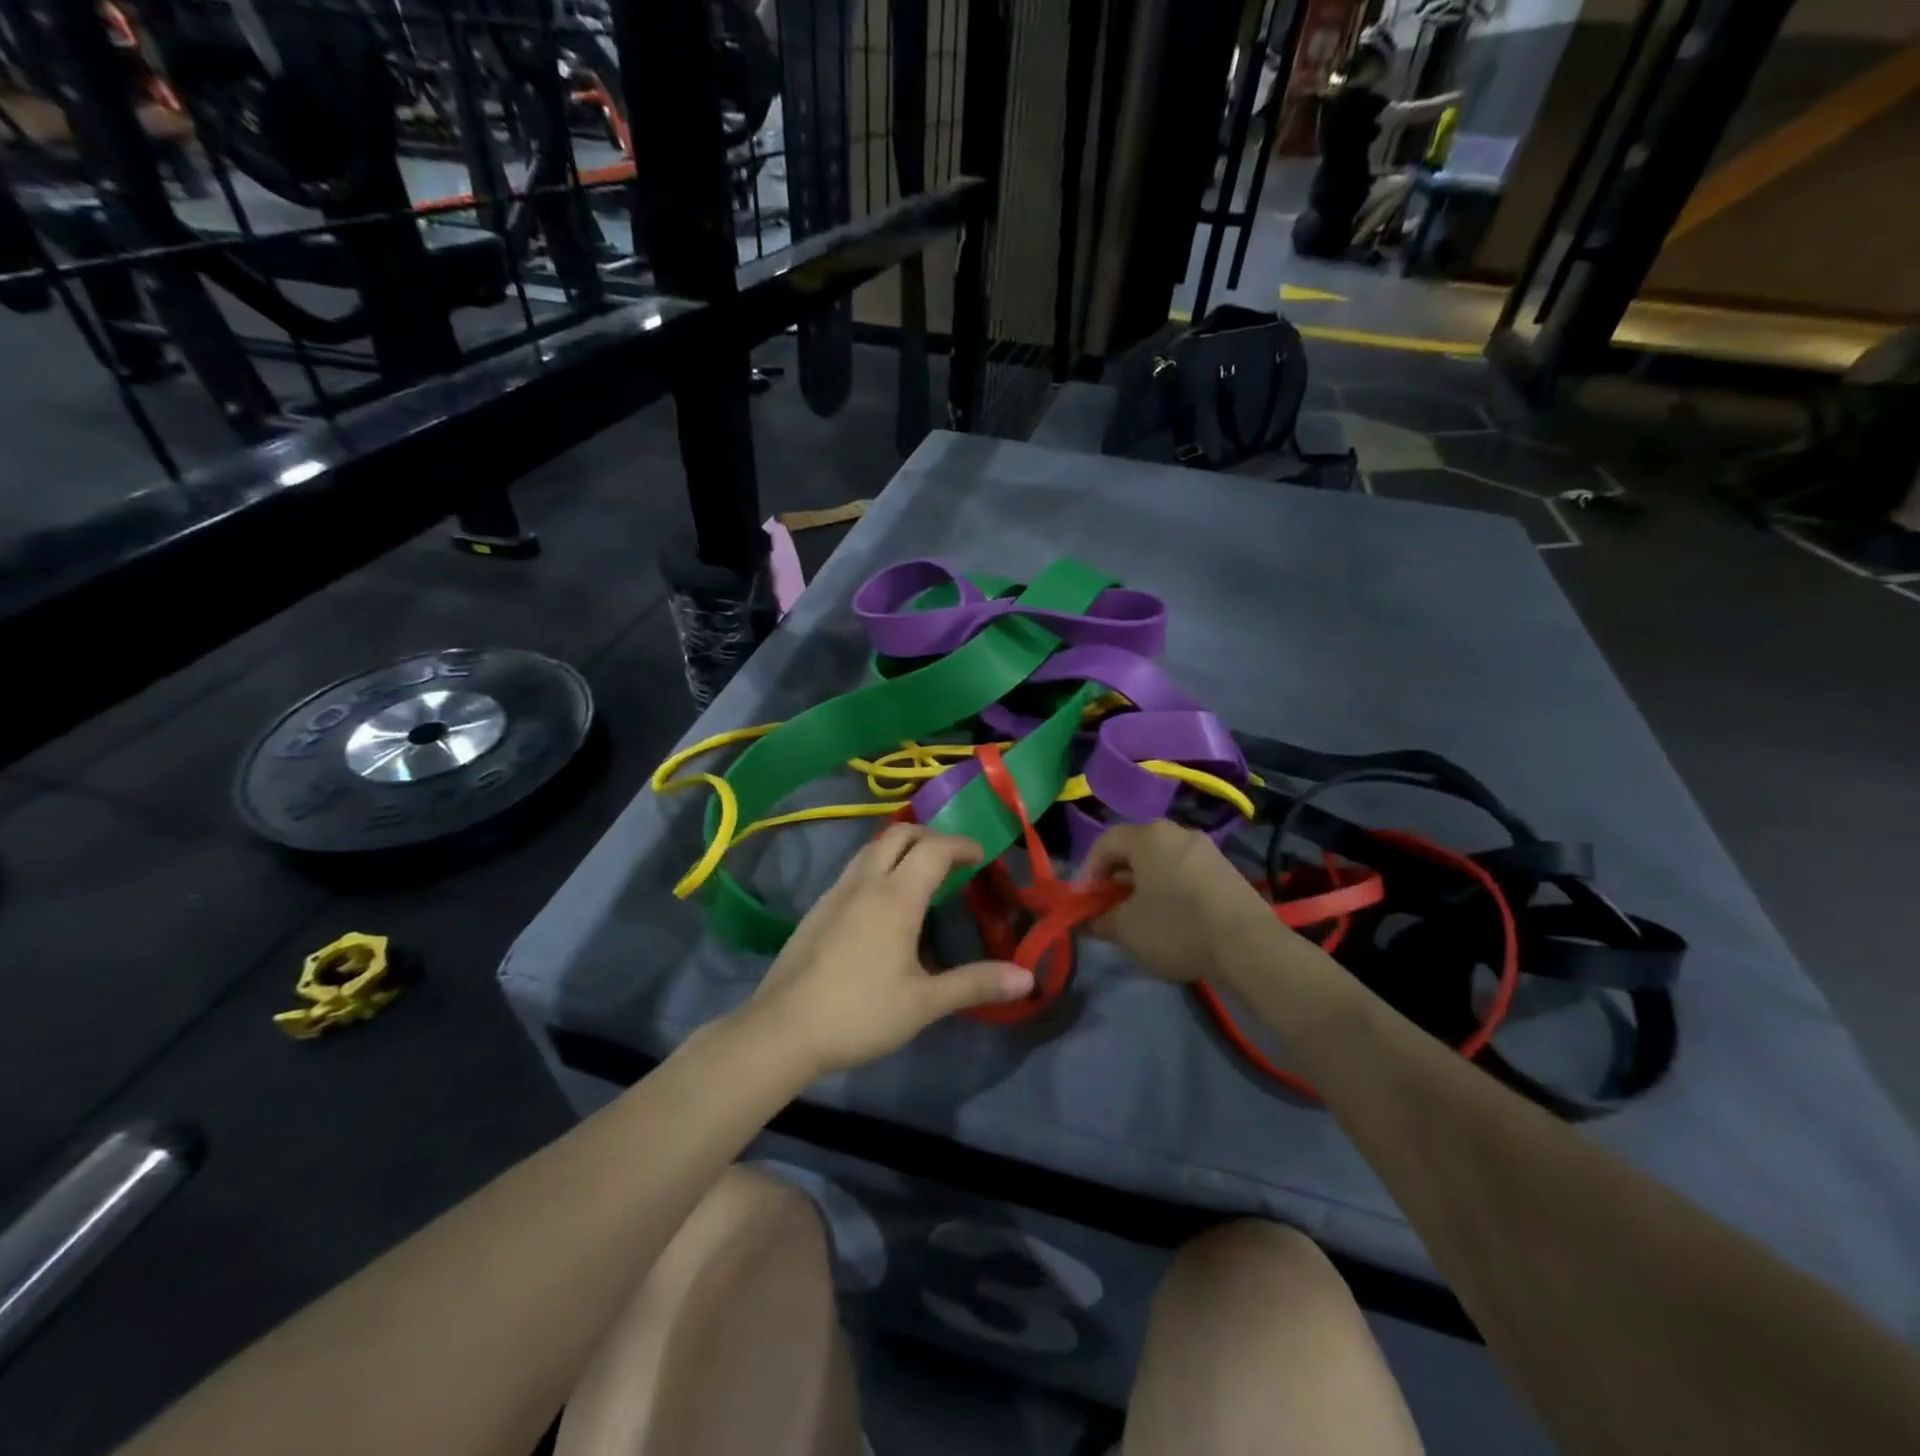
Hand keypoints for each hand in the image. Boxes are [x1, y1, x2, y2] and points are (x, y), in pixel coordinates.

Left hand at [749, 825, 1035, 1075]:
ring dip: (902, 847)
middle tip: (953, 861)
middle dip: (931, 837)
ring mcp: (836, 892)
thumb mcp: (925, 1003)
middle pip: (900, 834)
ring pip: (872, 848)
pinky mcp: (818, 908)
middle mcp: (865, 882)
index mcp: (896, 896)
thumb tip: (1028, 978)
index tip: (982, 857)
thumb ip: (976, 984)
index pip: (934, 848)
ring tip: (921, 876)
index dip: (962, 845)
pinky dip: (879, 866)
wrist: (782, 1030)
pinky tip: (883, 903)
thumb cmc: (860, 1013)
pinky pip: (855, 869)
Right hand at [1084, 821, 1281, 983]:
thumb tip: (1084, 920)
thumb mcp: (1127, 929)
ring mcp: (1206, 849)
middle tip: (1111, 909)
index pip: (1104, 843)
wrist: (1250, 946)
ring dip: (1144, 884)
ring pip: (1161, 860)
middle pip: (1134, 849)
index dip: (1088, 872)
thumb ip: (1098, 920)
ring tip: (1141, 918)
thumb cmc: (1177, 928)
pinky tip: (1173, 919)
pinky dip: (1170, 888)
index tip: (1087, 903)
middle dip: (1116, 878)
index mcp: (1148, 836)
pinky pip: (1185, 871)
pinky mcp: (1226, 869)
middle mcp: (1177, 832)